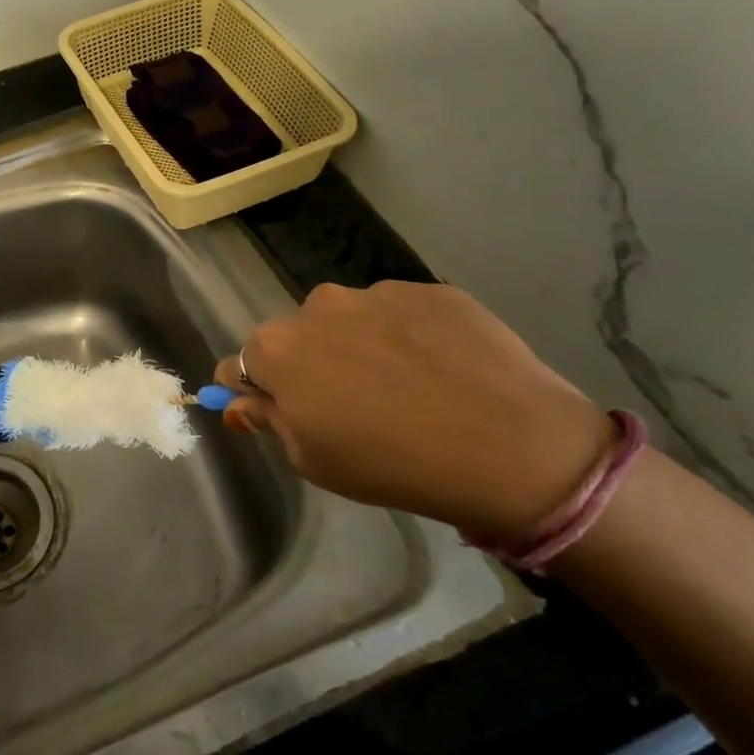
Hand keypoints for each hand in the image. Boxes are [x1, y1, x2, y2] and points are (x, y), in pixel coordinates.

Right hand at [216, 282, 616, 542]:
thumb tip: (241, 400)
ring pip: (351, 321)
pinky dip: (410, 336)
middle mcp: (317, 307)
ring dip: (361, 346)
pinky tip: (443, 372)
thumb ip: (269, 421)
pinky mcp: (431, 290)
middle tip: (355, 406)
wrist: (512, 449)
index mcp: (277, 348)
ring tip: (408, 387)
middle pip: (298, 337)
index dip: (259, 390)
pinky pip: (402, 313)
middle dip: (312, 364)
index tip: (286, 412)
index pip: (241, 364)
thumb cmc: (392, 464)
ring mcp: (377, 293)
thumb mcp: (313, 460)